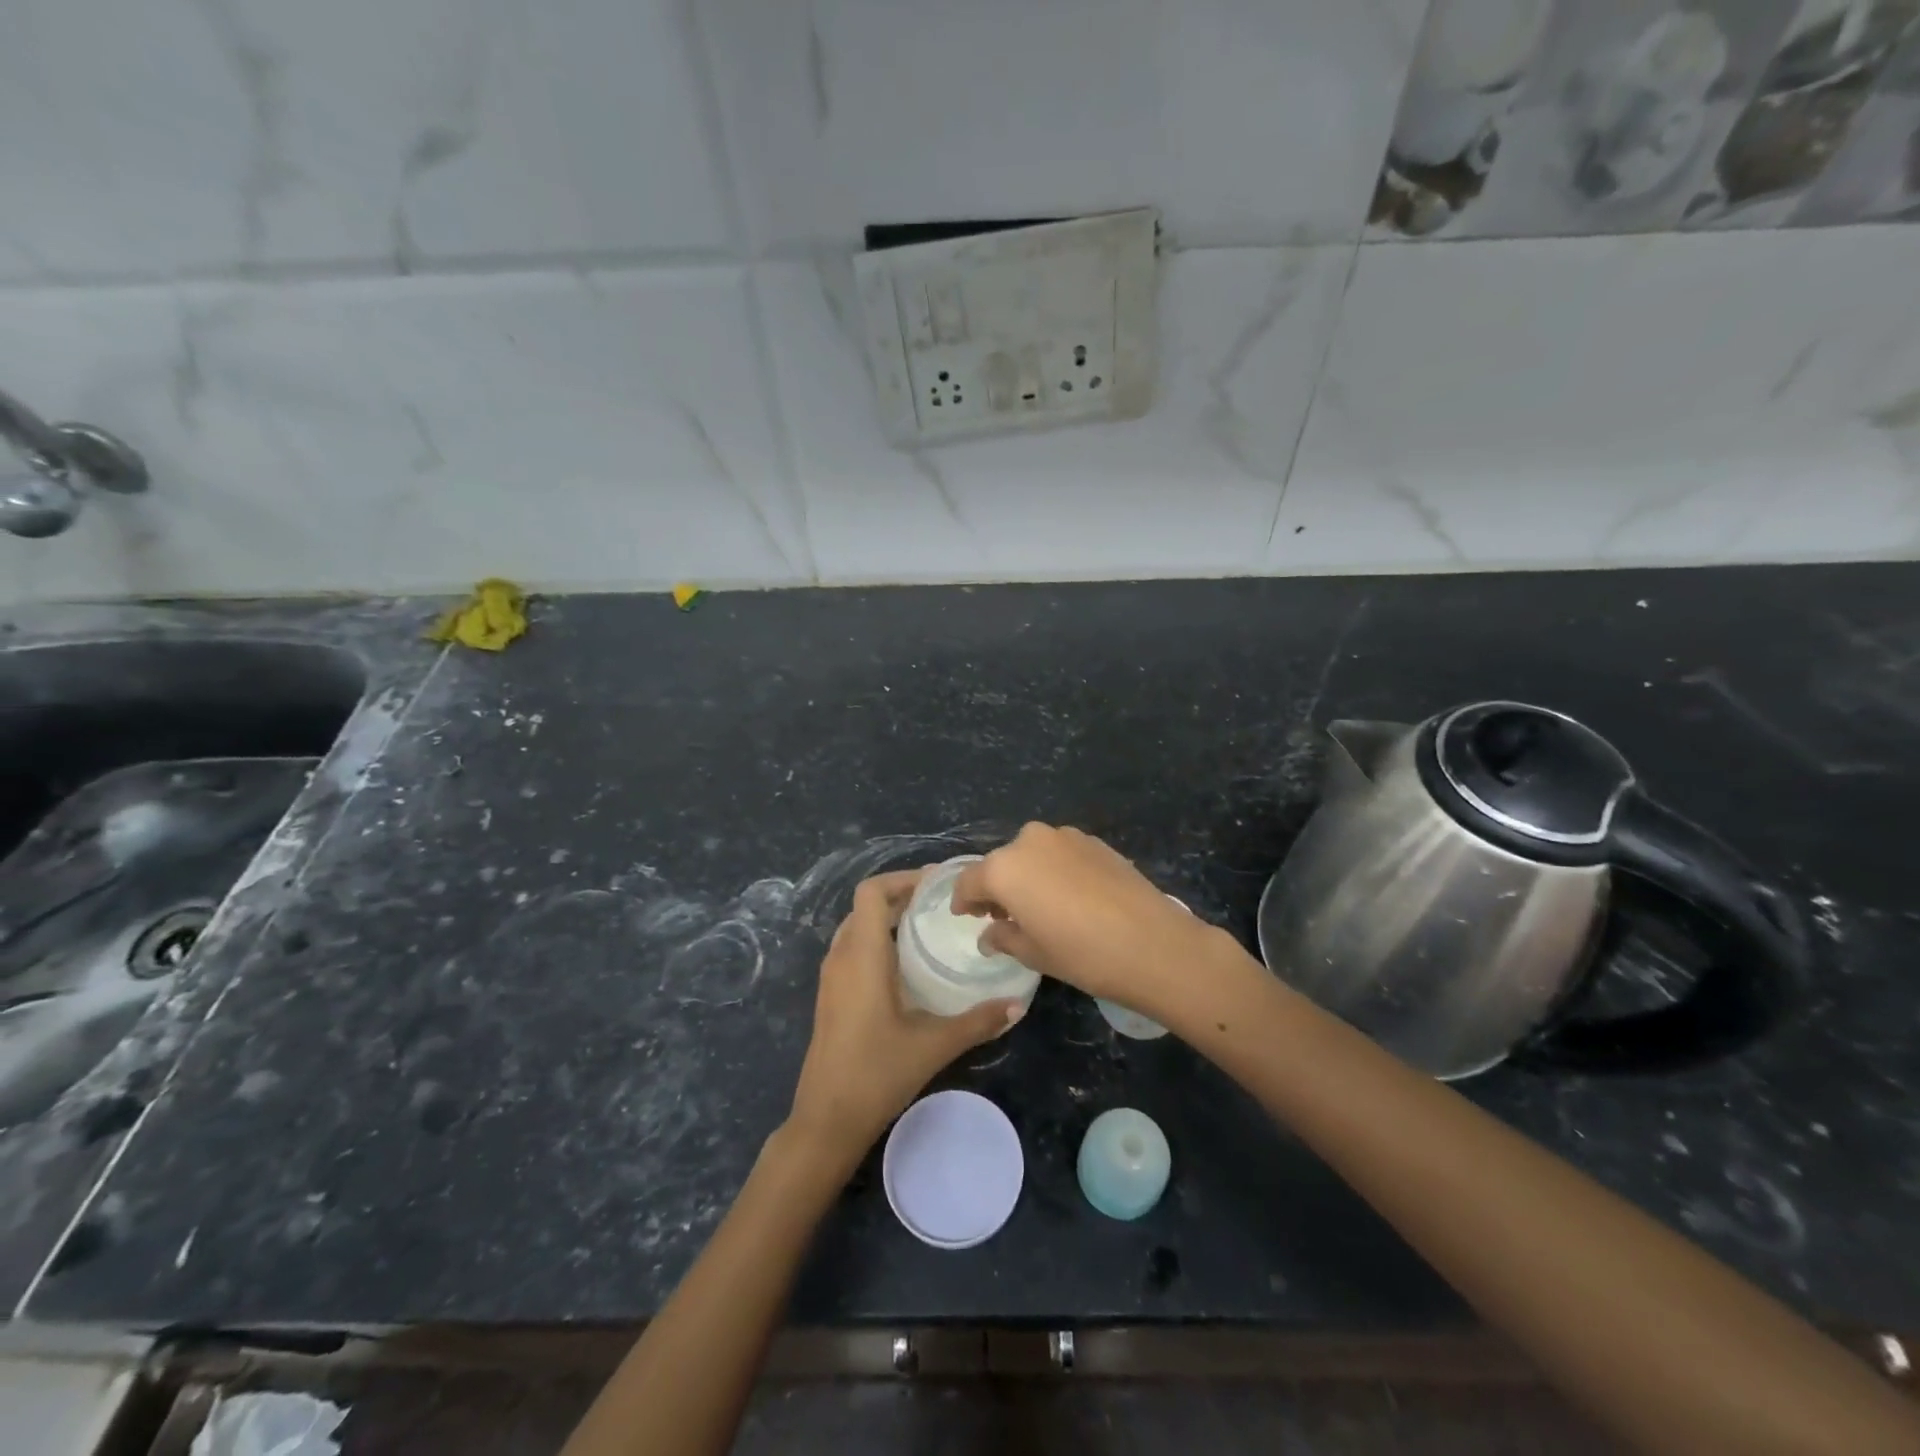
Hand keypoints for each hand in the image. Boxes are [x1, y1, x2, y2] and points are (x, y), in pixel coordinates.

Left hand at [786, 870, 1023, 1167]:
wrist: (825, 1121)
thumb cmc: (876, 1074)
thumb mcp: (933, 1046)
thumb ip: (977, 1022)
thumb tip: (1018, 1005)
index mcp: (861, 955)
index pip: (871, 892)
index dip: (902, 878)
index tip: (938, 884)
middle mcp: (841, 957)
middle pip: (865, 907)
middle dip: (901, 897)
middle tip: (942, 905)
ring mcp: (831, 978)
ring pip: (857, 929)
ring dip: (888, 920)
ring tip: (929, 930)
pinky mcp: (831, 997)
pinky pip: (853, 950)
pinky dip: (877, 942)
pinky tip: (908, 968)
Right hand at [951, 824, 1224, 1022]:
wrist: (1153, 943)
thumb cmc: (1081, 954)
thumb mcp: (1033, 953)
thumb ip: (1003, 936)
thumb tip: (990, 933)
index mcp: (1004, 867)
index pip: (970, 881)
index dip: (964, 900)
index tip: (966, 916)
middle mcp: (1029, 841)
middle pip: (1002, 863)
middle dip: (998, 887)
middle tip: (1004, 916)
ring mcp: (1065, 836)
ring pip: (1032, 854)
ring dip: (1028, 875)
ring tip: (1040, 906)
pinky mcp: (1094, 841)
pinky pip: (1061, 854)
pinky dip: (1056, 870)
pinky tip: (1071, 897)